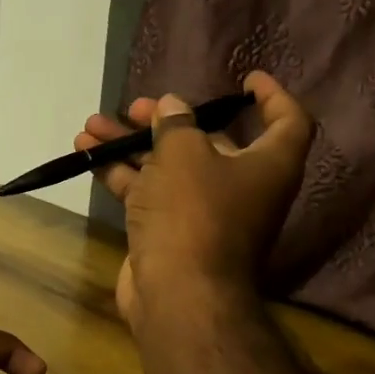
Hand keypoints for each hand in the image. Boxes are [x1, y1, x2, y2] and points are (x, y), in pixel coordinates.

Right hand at [74, 70, 314, 328]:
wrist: (178, 294)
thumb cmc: (194, 213)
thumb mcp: (185, 155)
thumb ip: (176, 124)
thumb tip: (172, 106)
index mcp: (267, 166)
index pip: (288, 122)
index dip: (272, 96)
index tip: (245, 79)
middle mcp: (241, 187)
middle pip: (209, 143)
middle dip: (168, 121)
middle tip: (135, 107)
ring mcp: (203, 212)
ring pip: (168, 167)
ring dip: (131, 144)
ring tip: (92, 126)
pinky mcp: (170, 232)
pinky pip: (147, 192)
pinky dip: (120, 172)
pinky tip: (86, 154)